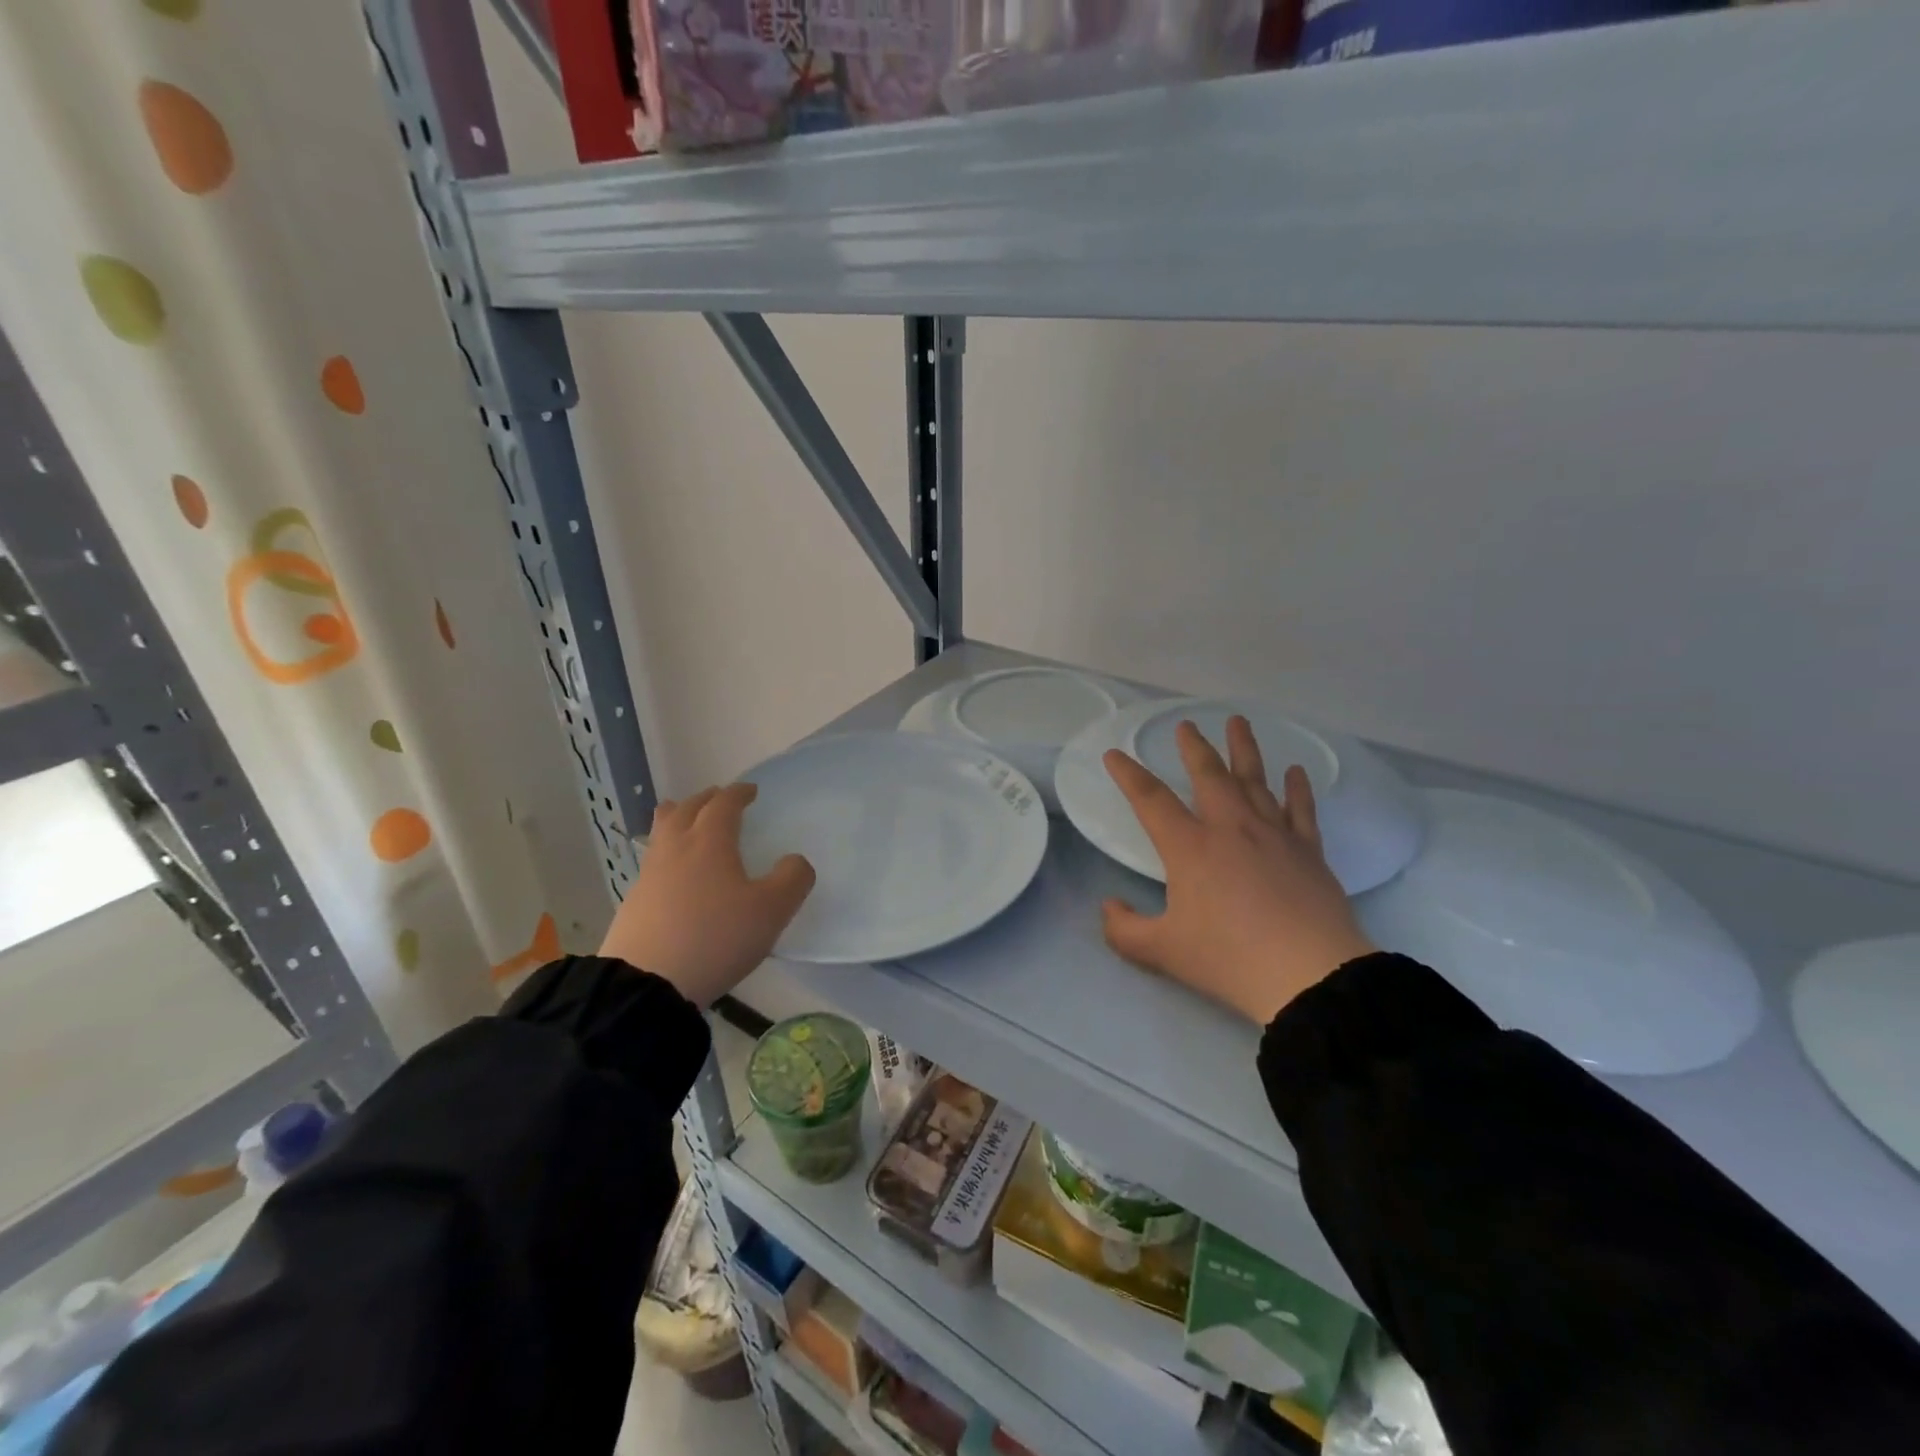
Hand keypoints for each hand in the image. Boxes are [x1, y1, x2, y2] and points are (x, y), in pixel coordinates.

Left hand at [600, 783, 814, 1007]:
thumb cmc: (716, 937)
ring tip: (687, 820)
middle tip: (719, 799)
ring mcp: (649, 874)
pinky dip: (667, 850)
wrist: (647, 983)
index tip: (751, 791)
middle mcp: (676, 847)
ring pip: (662, 831)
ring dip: (678, 817)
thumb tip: (794, 860)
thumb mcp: (771, 911)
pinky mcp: (634, 901)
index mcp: (710, 841)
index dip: (738, 793)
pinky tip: (674, 869)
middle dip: (706, 799)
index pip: (724, 804)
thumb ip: (792, 879)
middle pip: (686, 809)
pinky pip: (653, 859)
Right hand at [1101, 716, 1375, 1025]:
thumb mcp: (1162, 952)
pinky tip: (1295, 771)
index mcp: (1189, 847)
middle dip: (1193, 748)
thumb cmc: (1228, 958)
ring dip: (1244, 750)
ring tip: (1238, 722)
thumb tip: (1109, 907)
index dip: (1128, 775)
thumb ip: (1125, 930)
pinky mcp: (1308, 851)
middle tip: (1186, 725)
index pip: (1150, 800)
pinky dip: (1297, 788)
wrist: (1308, 974)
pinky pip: (1301, 809)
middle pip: (1209, 775)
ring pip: (1255, 780)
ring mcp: (1273, 835)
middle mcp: (1230, 828)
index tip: (1114, 754)